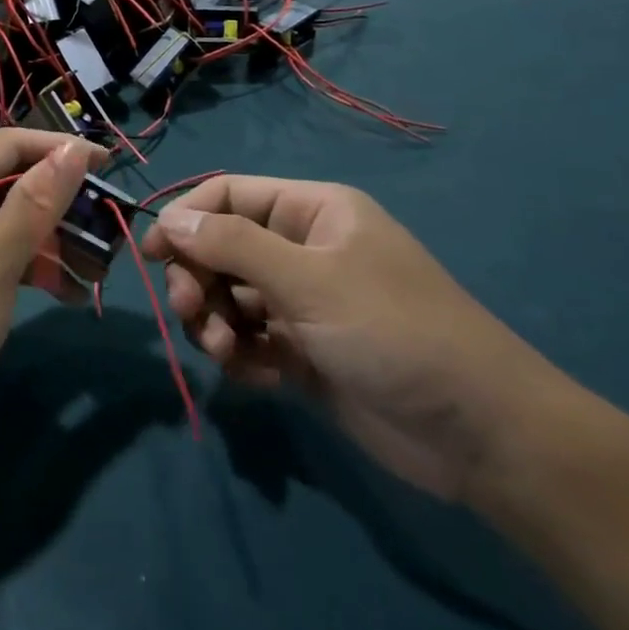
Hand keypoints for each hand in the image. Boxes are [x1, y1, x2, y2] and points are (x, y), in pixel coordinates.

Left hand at [0, 130, 98, 448]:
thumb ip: (33, 205)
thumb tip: (73, 149)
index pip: (7, 144)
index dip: (61, 149)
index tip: (112, 166)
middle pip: (6, 180)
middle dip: (59, 204)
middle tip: (108, 229)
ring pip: (2, 217)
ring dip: (48, 239)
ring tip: (94, 271)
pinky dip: (23, 262)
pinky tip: (61, 290)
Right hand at [141, 177, 567, 501]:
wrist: (477, 435)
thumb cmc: (393, 332)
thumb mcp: (308, 280)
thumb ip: (232, 245)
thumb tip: (169, 220)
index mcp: (312, 213)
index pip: (228, 195)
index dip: (185, 219)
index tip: (151, 255)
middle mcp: (302, 251)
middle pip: (219, 249)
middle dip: (198, 281)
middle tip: (192, 314)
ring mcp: (301, 304)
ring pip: (227, 298)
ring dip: (215, 323)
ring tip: (230, 353)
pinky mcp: (301, 352)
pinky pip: (248, 341)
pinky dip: (241, 357)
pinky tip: (259, 377)